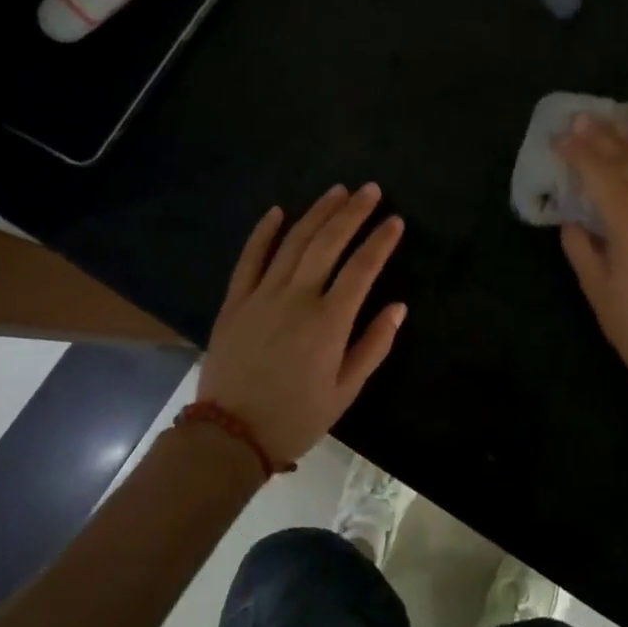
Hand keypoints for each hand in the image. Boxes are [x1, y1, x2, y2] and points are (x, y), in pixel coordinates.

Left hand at [196, 183, 406, 464]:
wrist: (229, 436)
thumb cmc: (295, 417)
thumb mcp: (345, 391)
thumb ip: (374, 345)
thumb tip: (398, 307)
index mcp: (328, 321)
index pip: (362, 268)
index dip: (381, 241)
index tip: (395, 220)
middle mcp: (297, 298)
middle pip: (329, 243)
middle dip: (352, 213)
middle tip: (370, 189)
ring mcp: (262, 295)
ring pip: (294, 242)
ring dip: (317, 213)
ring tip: (337, 191)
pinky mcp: (235, 301)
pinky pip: (249, 258)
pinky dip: (263, 232)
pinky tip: (277, 211)